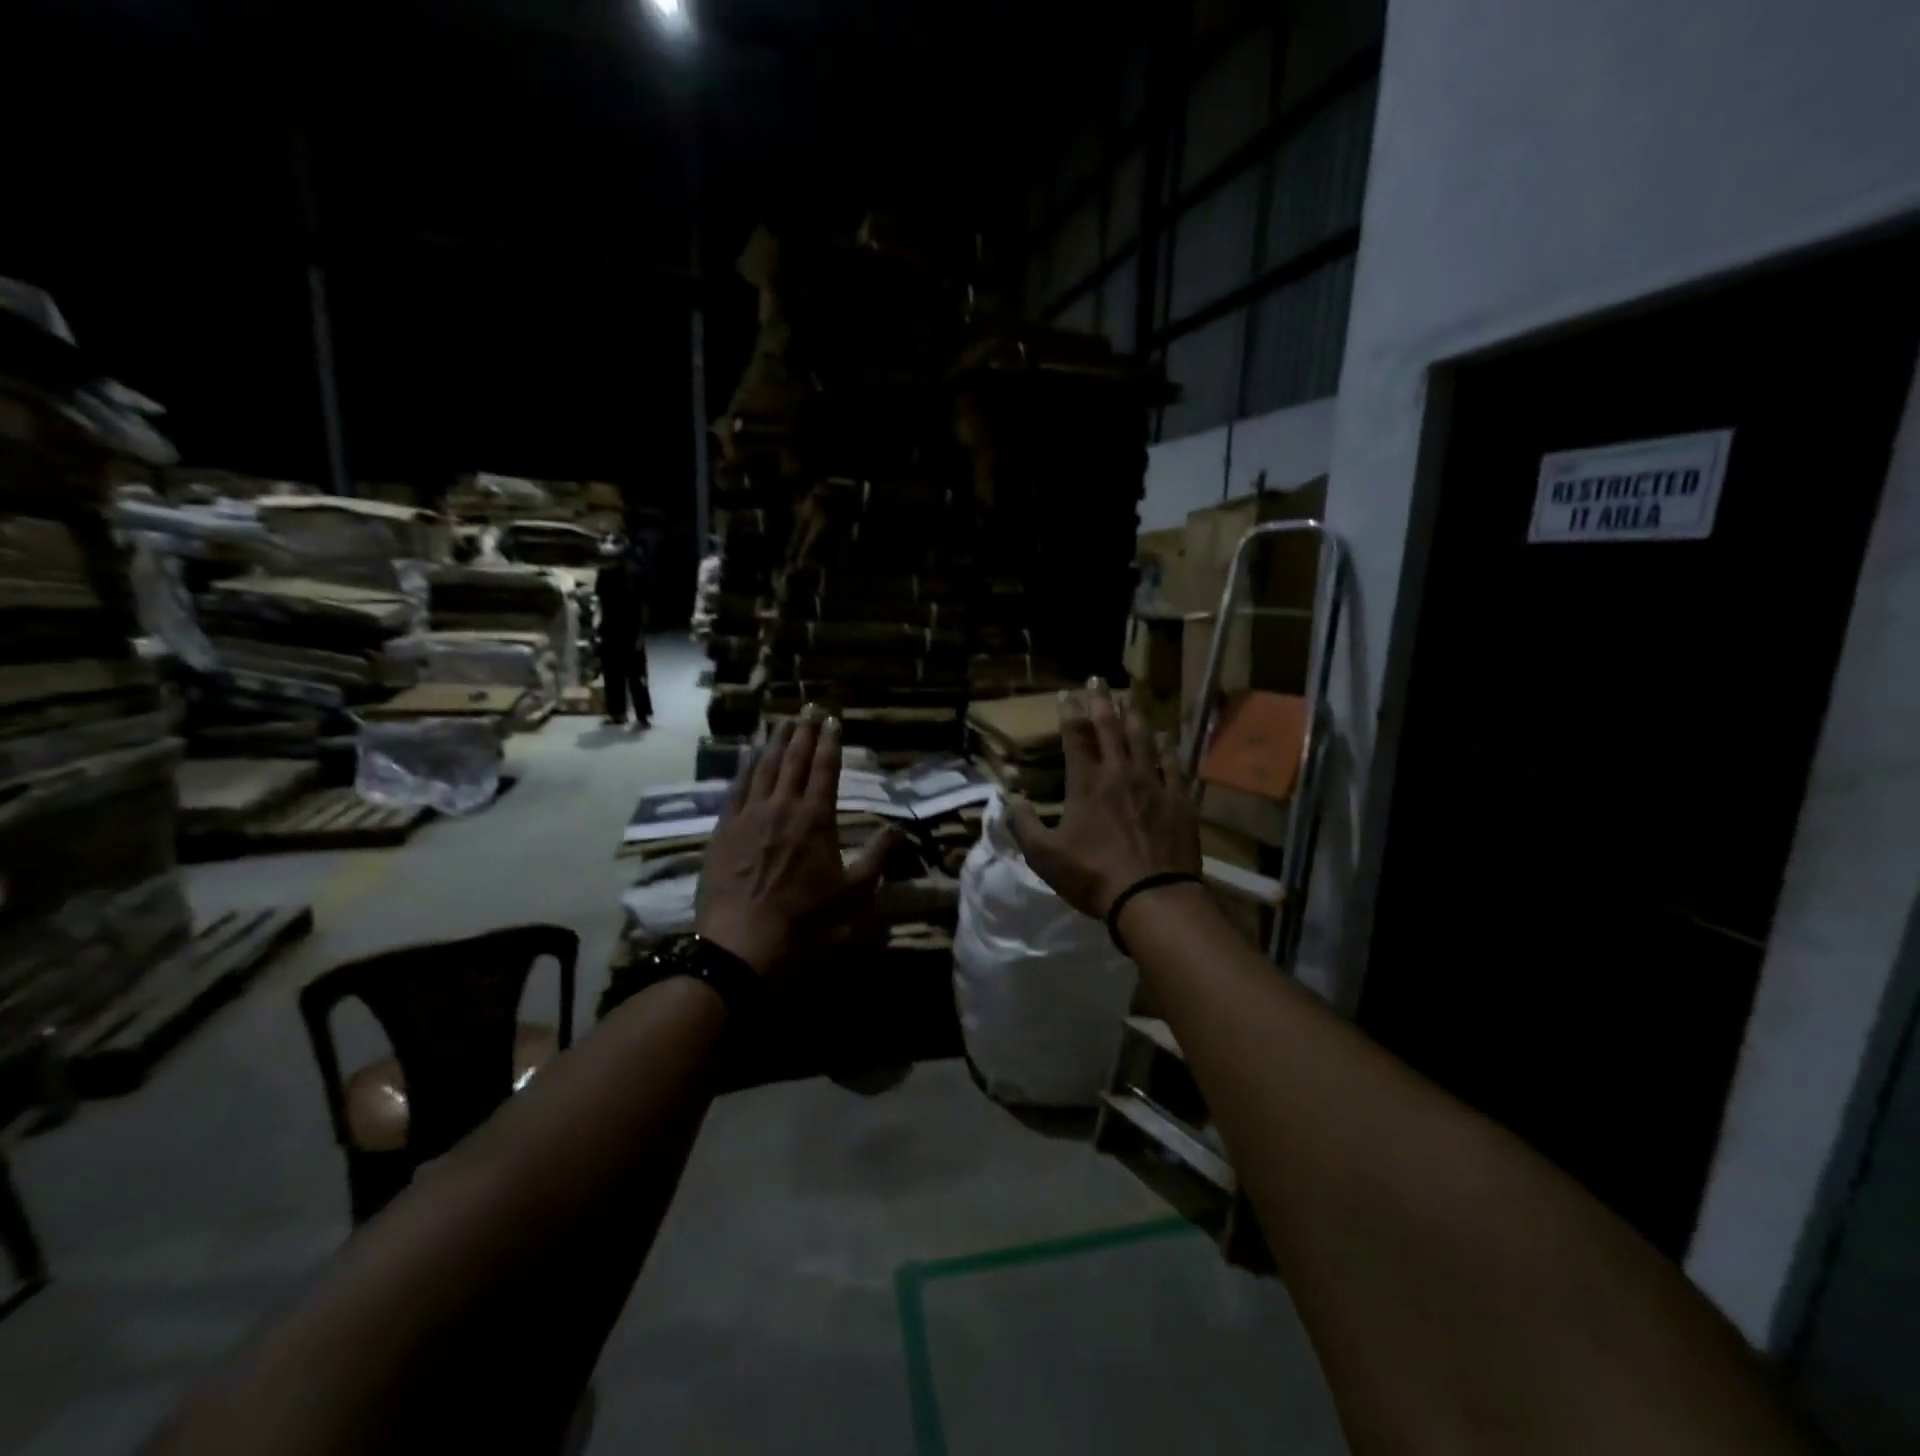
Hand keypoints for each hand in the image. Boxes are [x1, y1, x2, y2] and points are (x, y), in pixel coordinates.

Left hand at [695, 707, 900, 975]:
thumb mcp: (854, 893)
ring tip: (782, 723)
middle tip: (810, 709)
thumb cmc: (806, 919)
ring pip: (764, 767)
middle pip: (794, 759)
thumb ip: (877, 858)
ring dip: (775, 742)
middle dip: (804, 732)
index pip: (826, 769)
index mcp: (816, 819)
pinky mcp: (723, 829)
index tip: (833, 720)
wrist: (743, 940)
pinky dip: (746, 766)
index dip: (830, 742)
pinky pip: (737, 787)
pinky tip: (749, 757)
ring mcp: (749, 815)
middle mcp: (783, 806)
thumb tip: (897, 831)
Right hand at [1007, 679, 1201, 919]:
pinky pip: (1173, 763)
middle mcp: (1120, 774)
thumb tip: (1009, 799)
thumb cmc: (1093, 876)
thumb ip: (1023, 826)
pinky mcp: (1179, 799)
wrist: (1151, 897)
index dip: (1070, 715)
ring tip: (1129, 698)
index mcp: (1087, 785)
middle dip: (1101, 702)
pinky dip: (1165, 746)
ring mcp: (1154, 784)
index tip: (1067, 694)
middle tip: (1097, 679)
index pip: (1076, 740)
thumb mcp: (1044, 857)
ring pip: (1143, 739)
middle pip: (1110, 729)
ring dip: (1134, 715)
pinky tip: (1164, 736)